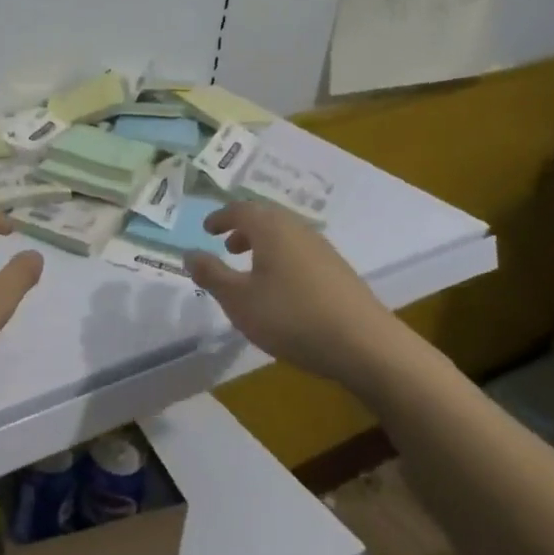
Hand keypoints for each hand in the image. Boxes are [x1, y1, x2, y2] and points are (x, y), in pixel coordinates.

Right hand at [185, 203, 407, 387]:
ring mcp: (323, 250)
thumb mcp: (238, 299)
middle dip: (243, 229)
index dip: (221, 217)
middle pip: (267, 218)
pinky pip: (301, 253)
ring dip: (263, 245)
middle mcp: (298, 230)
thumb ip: (211, 274)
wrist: (364, 344)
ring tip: (250, 269)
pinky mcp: (339, 272)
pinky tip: (281, 289)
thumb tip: (189, 253)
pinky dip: (282, 259)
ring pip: (286, 236)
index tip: (207, 229)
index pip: (241, 209)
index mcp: (271, 229)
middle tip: (227, 246)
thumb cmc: (290, 316)